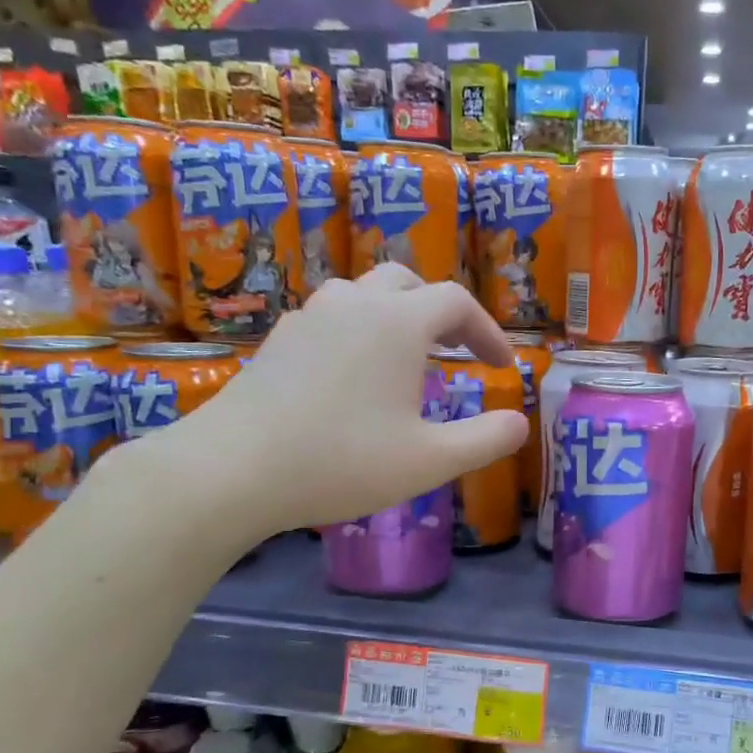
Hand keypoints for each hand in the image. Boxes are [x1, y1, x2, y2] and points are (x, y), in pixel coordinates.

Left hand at [136, 265, 526, 542]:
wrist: (232, 470)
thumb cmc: (342, 462)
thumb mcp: (430, 461)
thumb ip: (485, 439)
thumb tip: (519, 423)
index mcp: (397, 322)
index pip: (457, 303)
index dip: (488, 330)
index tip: (502, 365)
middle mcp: (354, 304)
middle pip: (408, 283)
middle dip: (442, 313)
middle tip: (457, 352)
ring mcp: (309, 317)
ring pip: (364, 294)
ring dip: (397, 316)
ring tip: (408, 359)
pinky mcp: (278, 340)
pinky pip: (332, 318)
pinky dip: (360, 332)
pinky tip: (355, 376)